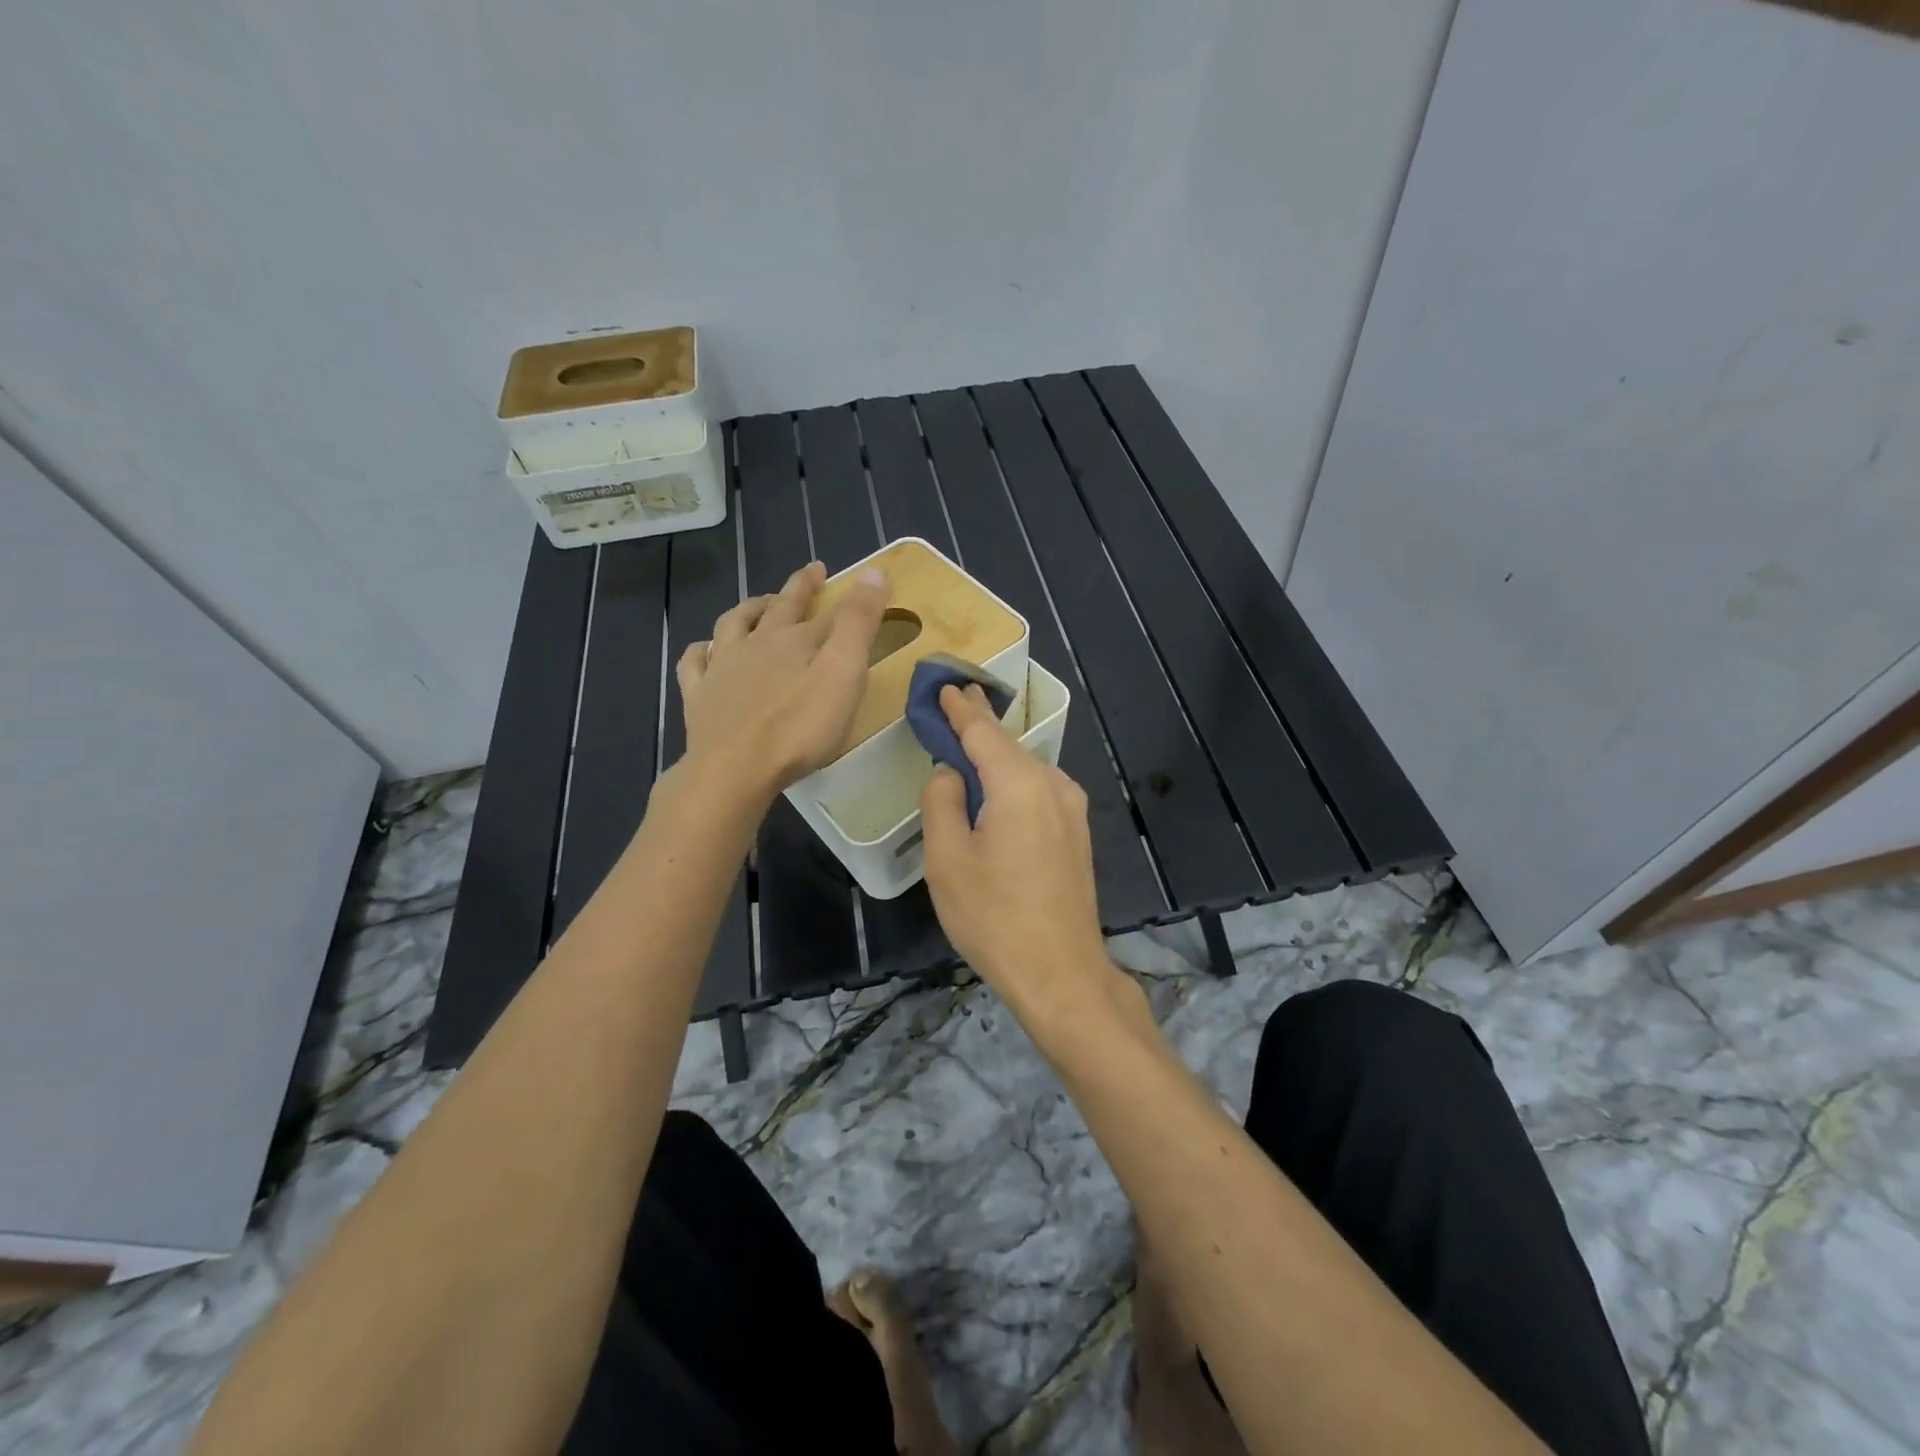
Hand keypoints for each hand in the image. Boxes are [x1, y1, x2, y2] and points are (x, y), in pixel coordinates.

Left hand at [678, 561, 888, 805]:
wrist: (734, 769)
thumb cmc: (798, 727)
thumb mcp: (843, 673)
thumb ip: (858, 623)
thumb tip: (874, 570)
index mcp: (795, 640)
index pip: (826, 611)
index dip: (843, 595)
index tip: (861, 580)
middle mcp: (757, 644)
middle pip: (779, 609)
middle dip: (798, 589)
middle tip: (810, 573)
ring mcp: (722, 668)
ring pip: (734, 625)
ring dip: (750, 609)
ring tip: (760, 603)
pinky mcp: (699, 696)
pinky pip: (695, 663)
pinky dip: (702, 650)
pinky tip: (705, 649)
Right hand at [920, 685, 1111, 1017]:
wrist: (1060, 972)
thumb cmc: (994, 917)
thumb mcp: (947, 859)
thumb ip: (942, 801)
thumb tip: (952, 772)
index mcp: (1019, 783)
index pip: (982, 730)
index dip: (960, 706)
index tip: (943, 685)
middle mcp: (1052, 784)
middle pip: (1007, 745)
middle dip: (979, 724)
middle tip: (955, 700)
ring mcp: (1071, 808)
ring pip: (1025, 768)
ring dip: (996, 755)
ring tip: (968, 744)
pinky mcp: (1077, 832)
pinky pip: (1038, 790)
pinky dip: (1012, 779)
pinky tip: (996, 789)